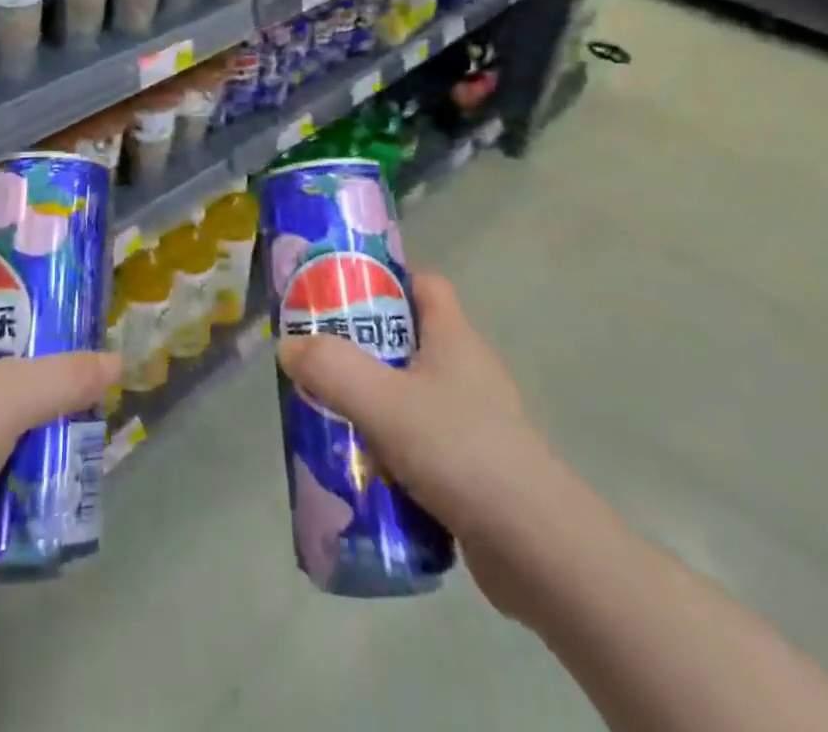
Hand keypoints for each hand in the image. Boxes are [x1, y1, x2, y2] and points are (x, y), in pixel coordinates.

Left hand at [0, 274, 119, 626]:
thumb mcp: (9, 399)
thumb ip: (66, 377)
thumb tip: (115, 362)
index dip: (4, 279)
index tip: (51, 287)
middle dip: (30, 352)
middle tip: (76, 354)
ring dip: (22, 410)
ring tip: (70, 410)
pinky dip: (6, 456)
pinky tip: (41, 466)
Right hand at [276, 272, 564, 621]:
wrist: (538, 549)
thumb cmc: (460, 450)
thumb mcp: (384, 402)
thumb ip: (332, 369)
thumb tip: (289, 346)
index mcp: (454, 337)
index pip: (425, 284)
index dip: (386, 278)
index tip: (343, 291)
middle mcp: (467, 370)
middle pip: (410, 339)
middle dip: (365, 347)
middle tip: (321, 359)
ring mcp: (475, 421)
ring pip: (412, 394)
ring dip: (374, 402)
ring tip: (331, 416)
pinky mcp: (476, 467)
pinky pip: (423, 441)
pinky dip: (394, 448)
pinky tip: (365, 469)